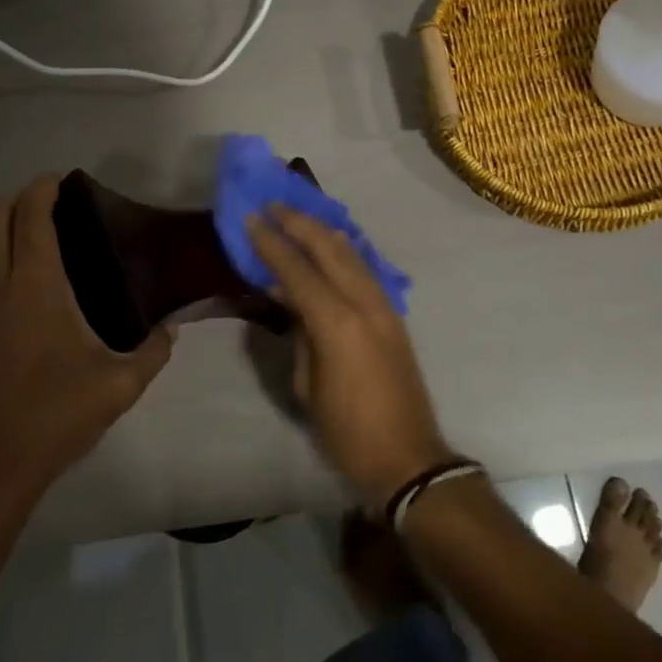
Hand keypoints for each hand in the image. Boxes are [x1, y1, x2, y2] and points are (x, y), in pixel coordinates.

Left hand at [0, 175, 173, 512]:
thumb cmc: (58, 414)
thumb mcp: (121, 384)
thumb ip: (155, 350)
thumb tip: (171, 328)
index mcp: (36, 288)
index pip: (31, 219)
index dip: (42, 191)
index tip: (61, 179)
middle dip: (18, 198)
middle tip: (51, 201)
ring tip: (29, 224)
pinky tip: (11, 267)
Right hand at [246, 206, 452, 507]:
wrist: (408, 457)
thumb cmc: (346, 431)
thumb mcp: (307, 385)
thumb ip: (299, 334)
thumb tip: (290, 299)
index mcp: (336, 323)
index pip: (298, 270)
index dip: (272, 243)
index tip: (252, 218)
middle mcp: (364, 303)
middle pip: (330, 248)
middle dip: (299, 223)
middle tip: (273, 205)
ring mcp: (384, 306)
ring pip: (352, 253)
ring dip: (323, 231)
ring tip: (298, 216)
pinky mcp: (394, 315)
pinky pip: (365, 269)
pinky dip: (343, 250)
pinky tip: (331, 245)